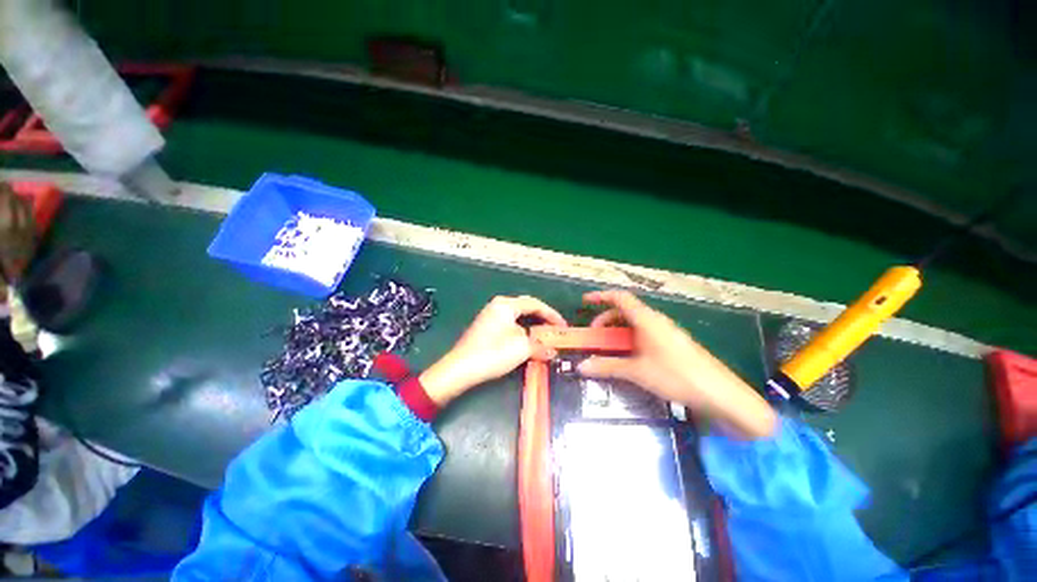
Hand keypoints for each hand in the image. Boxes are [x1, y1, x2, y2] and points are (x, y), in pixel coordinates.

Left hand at [420, 296, 566, 405]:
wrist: (460, 369)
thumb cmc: (493, 353)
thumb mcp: (522, 348)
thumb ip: (541, 345)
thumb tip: (553, 351)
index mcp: (506, 304)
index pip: (535, 304)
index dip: (552, 315)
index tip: (564, 327)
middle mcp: (498, 306)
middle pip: (527, 309)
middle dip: (543, 320)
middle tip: (556, 331)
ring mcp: (490, 317)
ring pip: (518, 318)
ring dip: (533, 327)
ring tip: (545, 337)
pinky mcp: (486, 329)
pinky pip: (510, 326)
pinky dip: (522, 332)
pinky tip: (528, 342)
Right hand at [578, 290, 775, 438]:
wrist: (719, 393)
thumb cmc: (675, 375)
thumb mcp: (636, 371)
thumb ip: (607, 367)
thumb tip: (581, 366)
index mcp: (646, 319)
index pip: (620, 298)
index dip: (601, 296)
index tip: (585, 301)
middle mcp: (656, 320)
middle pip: (625, 311)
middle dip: (606, 320)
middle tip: (595, 336)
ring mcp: (666, 331)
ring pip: (635, 323)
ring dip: (619, 331)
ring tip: (610, 349)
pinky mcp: (673, 342)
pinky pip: (646, 333)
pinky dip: (631, 338)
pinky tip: (631, 356)